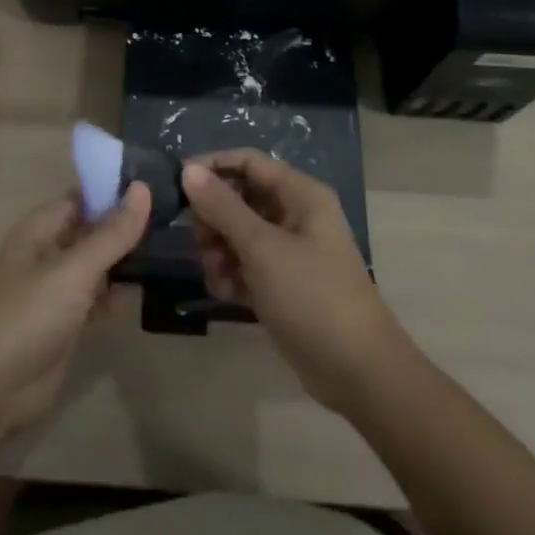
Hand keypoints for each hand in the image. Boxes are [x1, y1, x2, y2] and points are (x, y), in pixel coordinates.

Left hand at [0, 184, 150, 444]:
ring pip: (98, 265)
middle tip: (176, 214)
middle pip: (93, 231)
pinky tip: (151, 288)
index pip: (83, 197)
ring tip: (174, 246)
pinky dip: (119, 294)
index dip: (116, 190)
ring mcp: (57, 290)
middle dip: (127, 225)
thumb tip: (143, 188)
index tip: (158, 182)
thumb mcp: (74, 269)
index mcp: (40, 230)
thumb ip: (112, 233)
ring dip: (127, 260)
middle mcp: (48, 254)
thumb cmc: (28, 315)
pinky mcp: (67, 324)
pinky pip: (99, 299)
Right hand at [183, 150, 410, 415]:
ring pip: (240, 234)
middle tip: (199, 241)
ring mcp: (291, 253)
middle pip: (241, 198)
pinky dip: (233, 275)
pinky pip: (248, 266)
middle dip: (215, 217)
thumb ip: (222, 206)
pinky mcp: (284, 286)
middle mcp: (296, 216)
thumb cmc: (311, 295)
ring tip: (215, 273)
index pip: (249, 162)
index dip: (213, 166)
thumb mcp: (261, 247)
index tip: (178, 183)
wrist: (357, 371)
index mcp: (301, 195)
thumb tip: (188, 170)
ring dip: (220, 250)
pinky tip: (226, 293)